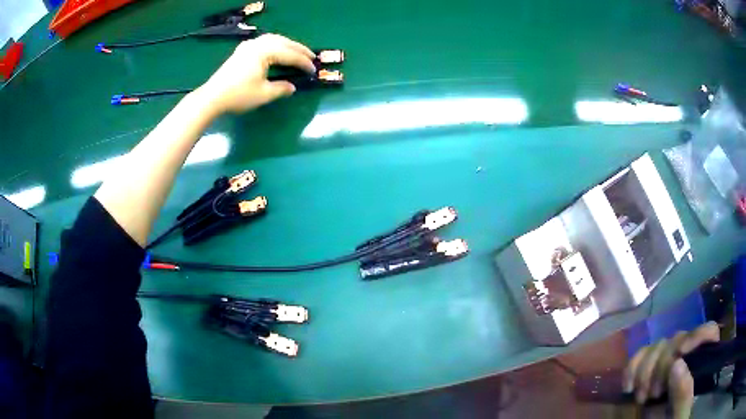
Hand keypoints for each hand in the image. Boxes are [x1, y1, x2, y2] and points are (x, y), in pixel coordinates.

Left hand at [196, 33, 315, 113]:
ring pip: (273, 39)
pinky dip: (275, 44)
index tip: (313, 70)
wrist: (212, 97)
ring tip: (297, 52)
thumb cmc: (239, 95)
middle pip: (283, 42)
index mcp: (264, 52)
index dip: (303, 63)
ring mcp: (248, 46)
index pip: (290, 55)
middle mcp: (257, 44)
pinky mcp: (242, 51)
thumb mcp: (264, 94)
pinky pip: (264, 42)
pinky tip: (277, 50)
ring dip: (287, 44)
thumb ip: (281, 88)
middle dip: (298, 49)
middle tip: (311, 56)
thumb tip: (292, 87)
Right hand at [623, 321, 719, 418]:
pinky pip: (642, 354)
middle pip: (680, 339)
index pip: (709, 332)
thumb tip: (677, 363)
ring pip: (659, 345)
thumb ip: (684, 395)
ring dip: (646, 370)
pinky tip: (628, 387)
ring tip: (641, 398)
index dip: (698, 334)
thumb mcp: (679, 416)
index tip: (681, 351)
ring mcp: (668, 363)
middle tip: (654, 394)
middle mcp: (688, 358)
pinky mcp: (650, 371)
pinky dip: (632, 367)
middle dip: (663, 364)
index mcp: (702, 364)